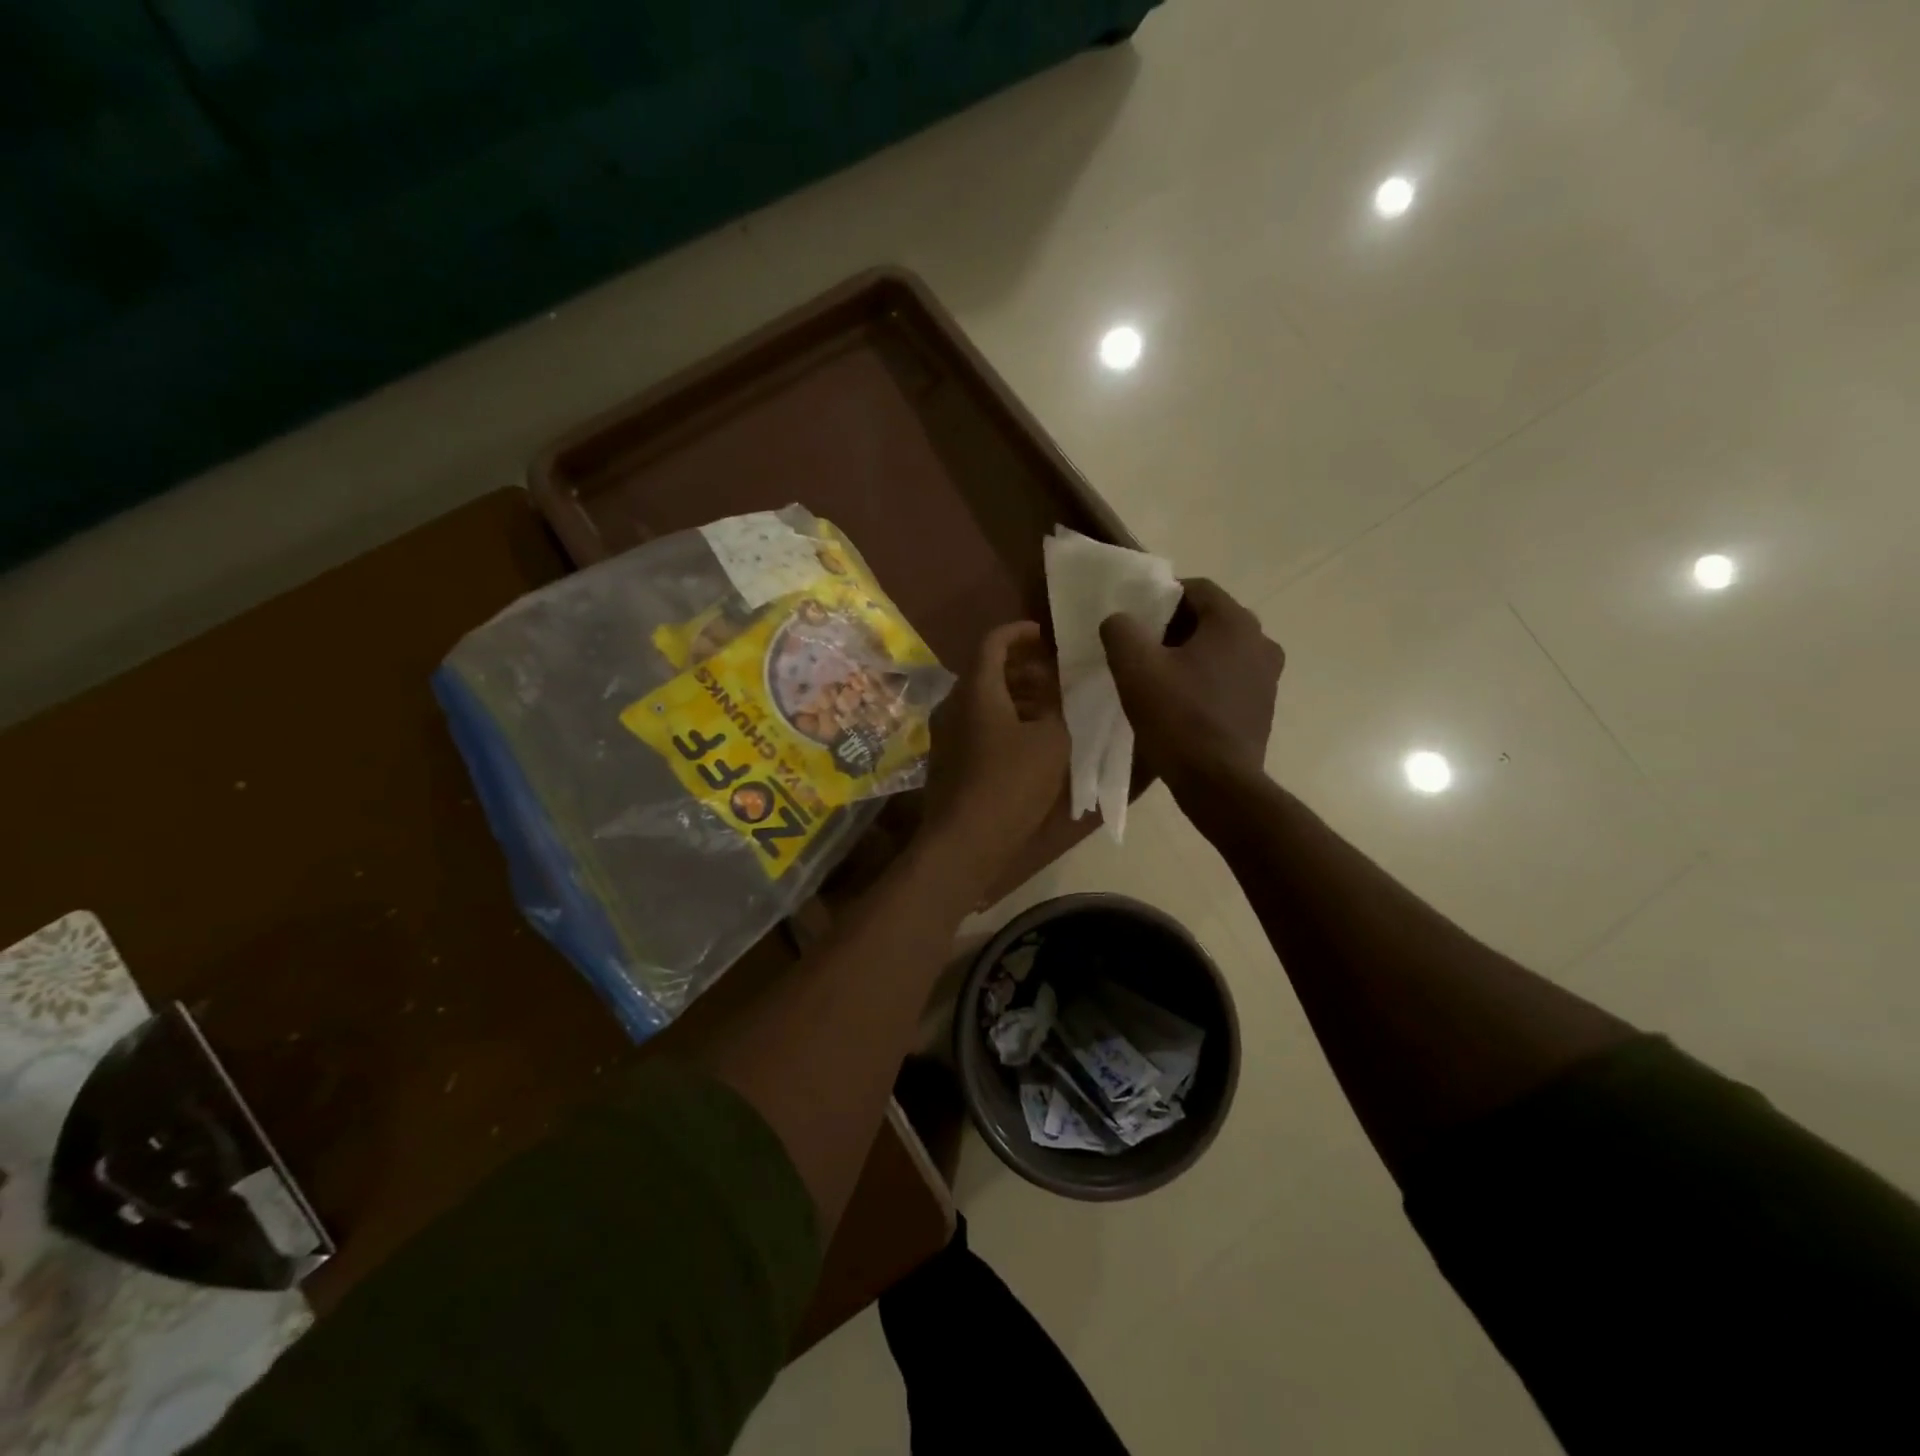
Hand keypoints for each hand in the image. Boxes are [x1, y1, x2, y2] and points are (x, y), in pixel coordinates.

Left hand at [923, 622, 1069, 881]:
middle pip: (986, 672)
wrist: (965, 840)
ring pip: (981, 701)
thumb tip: (1054, 697)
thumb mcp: (1051, 742)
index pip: (993, 642)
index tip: (1044, 635)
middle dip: (1021, 668)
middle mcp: (953, 704)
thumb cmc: (1010, 783)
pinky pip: (975, 725)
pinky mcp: (947, 759)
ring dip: (1014, 697)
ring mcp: (945, 734)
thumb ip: (1056, 709)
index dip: (1019, 633)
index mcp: (976, 690)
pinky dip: (1001, 721)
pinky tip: (1027, 741)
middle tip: (1054, 677)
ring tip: (1048, 709)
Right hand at [1100, 579, 1283, 795]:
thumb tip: (1120, 620)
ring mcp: (1268, 676)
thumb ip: (1121, 630)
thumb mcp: (1134, 668)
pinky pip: (1229, 679)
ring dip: (1190, 656)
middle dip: (1173, 629)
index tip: (1136, 620)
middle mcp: (1261, 641)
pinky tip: (1181, 704)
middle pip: (1210, 619)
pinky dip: (1205, 681)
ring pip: (1220, 650)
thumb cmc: (1178, 718)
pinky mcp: (1263, 707)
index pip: (1196, 589)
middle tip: (1141, 649)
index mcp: (1235, 622)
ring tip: (1158, 679)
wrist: (1218, 784)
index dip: (1161, 597)